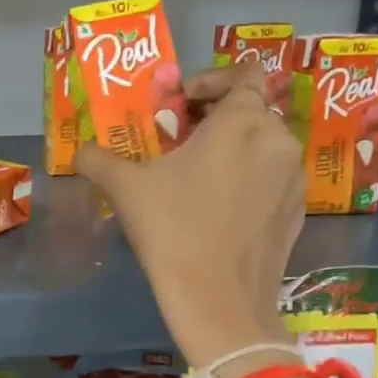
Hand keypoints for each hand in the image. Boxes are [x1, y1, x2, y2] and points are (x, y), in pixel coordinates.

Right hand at [74, 66, 303, 367]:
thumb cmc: (173, 231)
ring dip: (230, 148)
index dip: (210, 80)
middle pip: (250, 109)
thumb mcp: (125, 188)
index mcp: (242, 122)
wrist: (220, 304)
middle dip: (212, 117)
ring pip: (262, 145)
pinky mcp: (297, 213)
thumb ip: (98, 159)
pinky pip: (271, 178)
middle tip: (175, 141)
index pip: (245, 73)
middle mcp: (278, 141)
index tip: (178, 105)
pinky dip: (247, 179)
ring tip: (193, 176)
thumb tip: (80, 152)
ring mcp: (293, 179)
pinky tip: (216, 209)